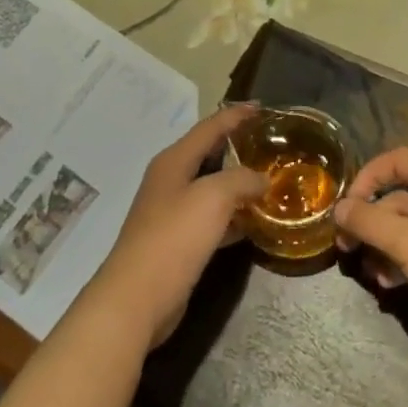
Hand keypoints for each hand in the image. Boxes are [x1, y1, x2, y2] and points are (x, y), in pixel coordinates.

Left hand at [82, 104, 267, 349]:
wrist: (136, 299)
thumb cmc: (174, 237)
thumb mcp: (214, 197)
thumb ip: (242, 179)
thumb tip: (262, 180)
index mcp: (174, 161)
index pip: (210, 127)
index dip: (236, 115)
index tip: (263, 107)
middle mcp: (170, 181)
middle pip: (209, 155)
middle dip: (238, 147)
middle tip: (271, 144)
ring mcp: (171, 213)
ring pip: (211, 188)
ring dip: (238, 184)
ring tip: (270, 182)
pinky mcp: (177, 243)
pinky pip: (210, 219)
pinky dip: (232, 216)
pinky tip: (253, 223)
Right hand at [333, 148, 407, 340]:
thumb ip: (370, 223)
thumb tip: (338, 207)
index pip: (394, 160)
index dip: (366, 178)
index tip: (347, 207)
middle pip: (397, 196)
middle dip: (370, 221)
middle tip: (345, 248)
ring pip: (406, 226)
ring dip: (383, 246)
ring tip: (371, 274)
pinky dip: (402, 260)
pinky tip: (391, 284)